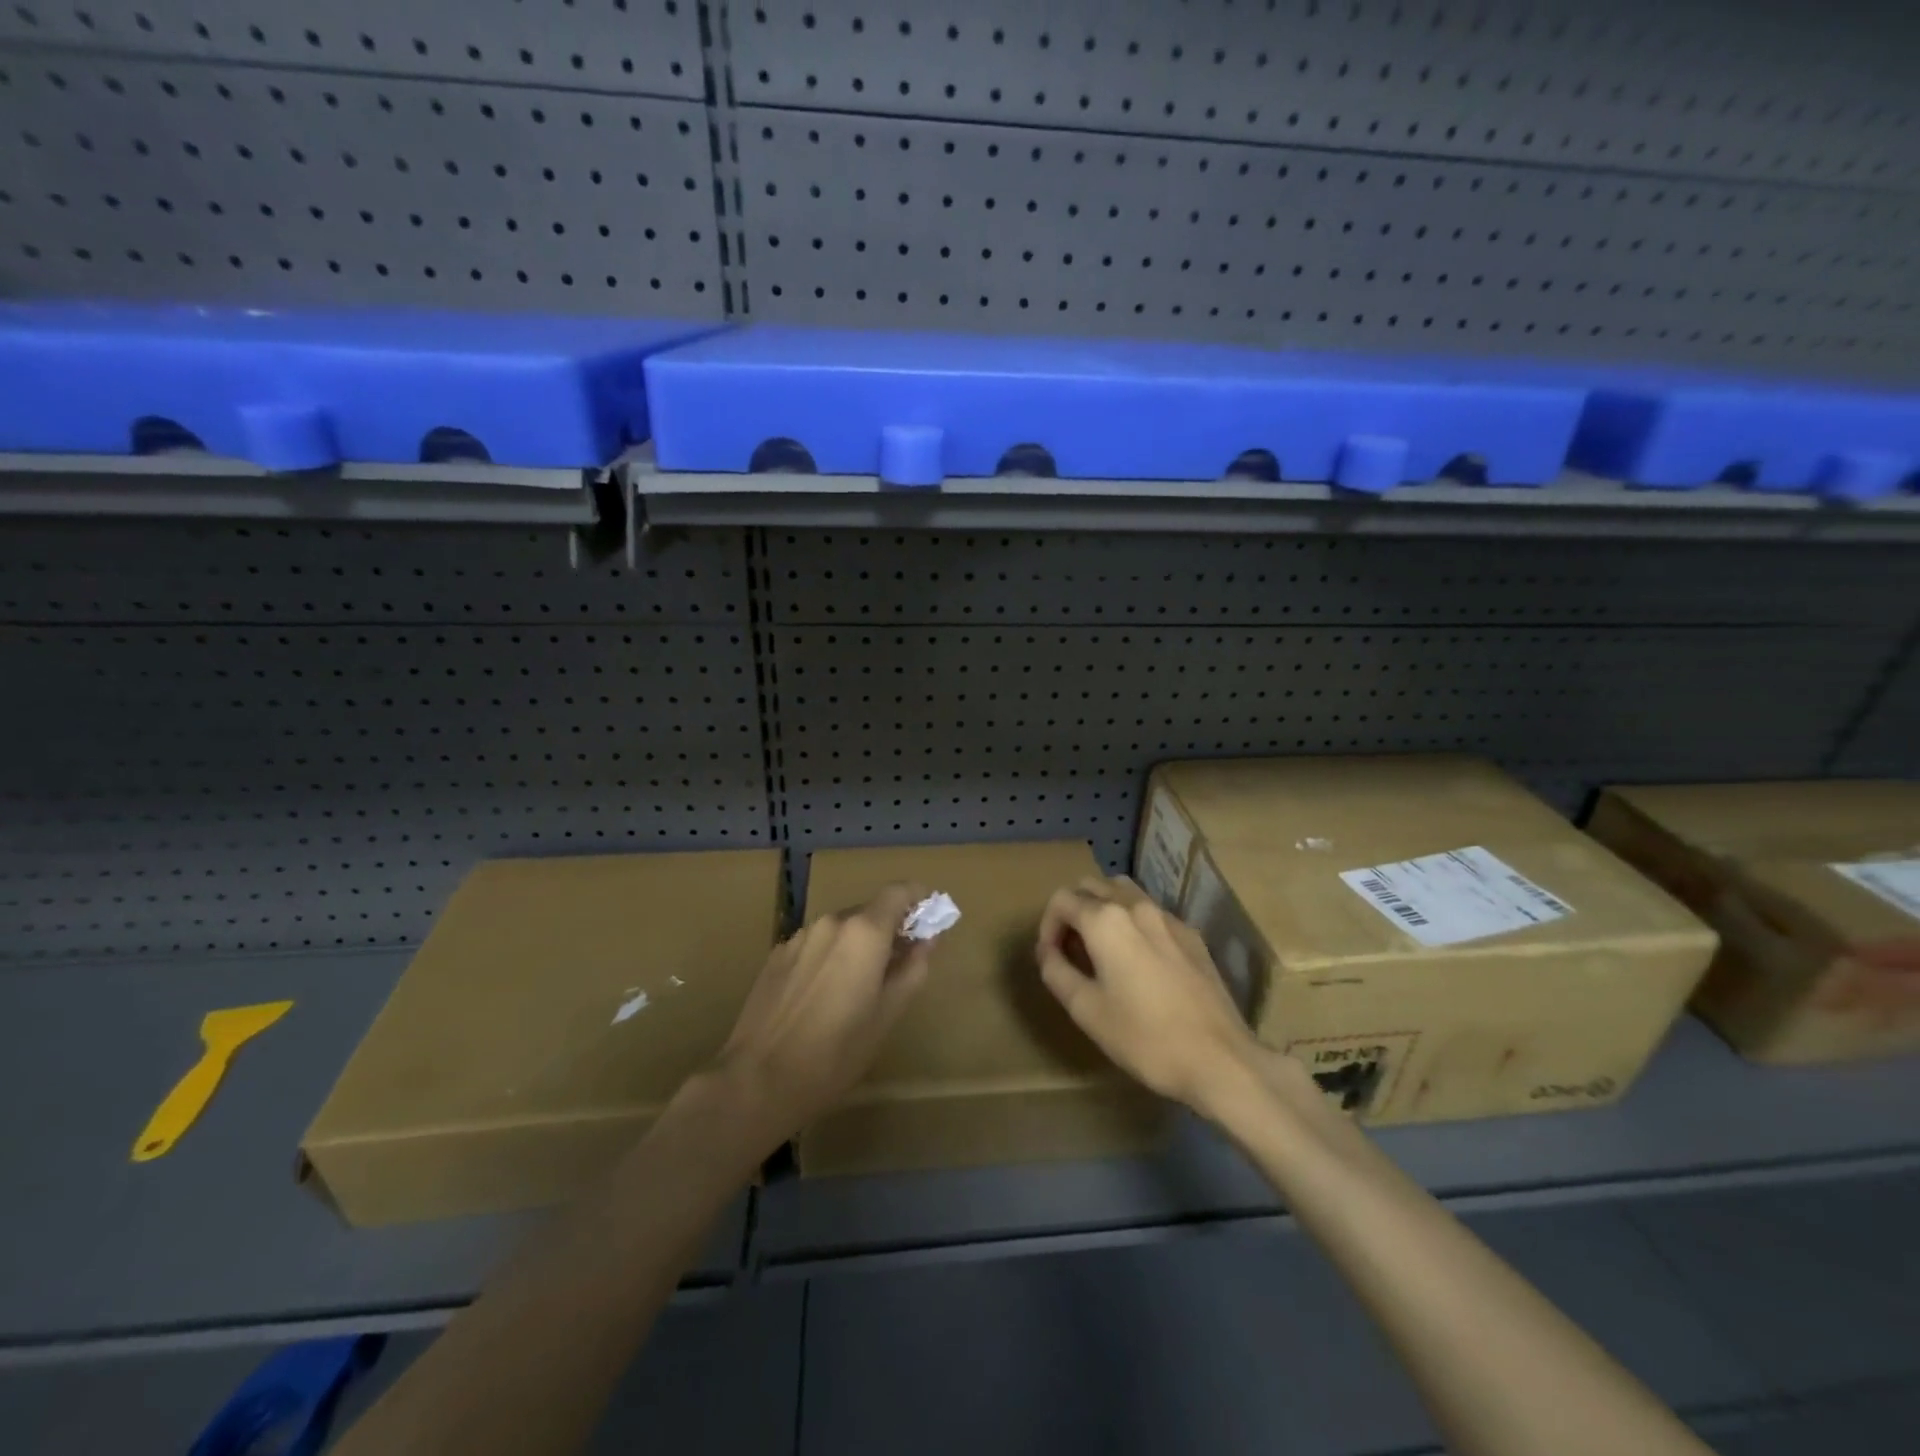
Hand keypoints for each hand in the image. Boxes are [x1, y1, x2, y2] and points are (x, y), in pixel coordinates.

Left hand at [714, 882, 932, 1143]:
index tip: (929, 917)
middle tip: (900, 964)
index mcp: (863, 932)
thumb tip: (928, 940)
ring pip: (841, 929)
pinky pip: (815, 944)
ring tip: (860, 987)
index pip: (898, 891)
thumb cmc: (835, 1053)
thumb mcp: (887, 1015)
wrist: (758, 1080)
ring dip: (858, 945)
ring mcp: (799, 937)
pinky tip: (824, 996)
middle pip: (869, 911)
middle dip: (889, 929)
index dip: (918, 898)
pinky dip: (830, 956)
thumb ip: (913, 969)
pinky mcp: (776, 955)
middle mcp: (831, 922)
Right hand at [1037, 876, 1265, 1113]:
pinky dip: (1133, 921)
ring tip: (1102, 947)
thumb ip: (1057, 971)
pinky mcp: (1192, 935)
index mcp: (1106, 920)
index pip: (1062, 900)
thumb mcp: (1086, 1010)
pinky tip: (1139, 959)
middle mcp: (1136, 906)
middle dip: (1074, 911)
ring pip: (1124, 892)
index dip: (1047, 926)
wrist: (1220, 1059)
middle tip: (1072, 950)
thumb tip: (1046, 950)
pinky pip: (1151, 912)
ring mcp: (1168, 917)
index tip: (1051, 957)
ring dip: (1104, 909)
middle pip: (1092, 886)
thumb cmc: (1145, 1038)